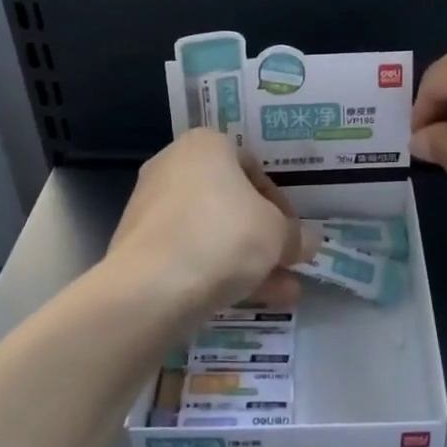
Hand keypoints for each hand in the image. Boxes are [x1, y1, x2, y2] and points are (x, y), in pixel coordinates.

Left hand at [108, 128, 311, 317]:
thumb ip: (296, 236)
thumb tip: (307, 242)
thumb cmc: (224, 236)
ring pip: (212, 233)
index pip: (253, 167)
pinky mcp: (140, 248)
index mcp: (205, 145)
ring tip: (282, 292)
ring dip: (249, 260)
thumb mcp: (278, 234)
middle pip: (231, 203)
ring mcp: (151, 208)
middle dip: (264, 237)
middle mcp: (173, 167)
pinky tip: (250, 301)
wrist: (152, 287)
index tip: (294, 232)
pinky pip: (190, 254)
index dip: (281, 203)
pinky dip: (218, 272)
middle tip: (288, 262)